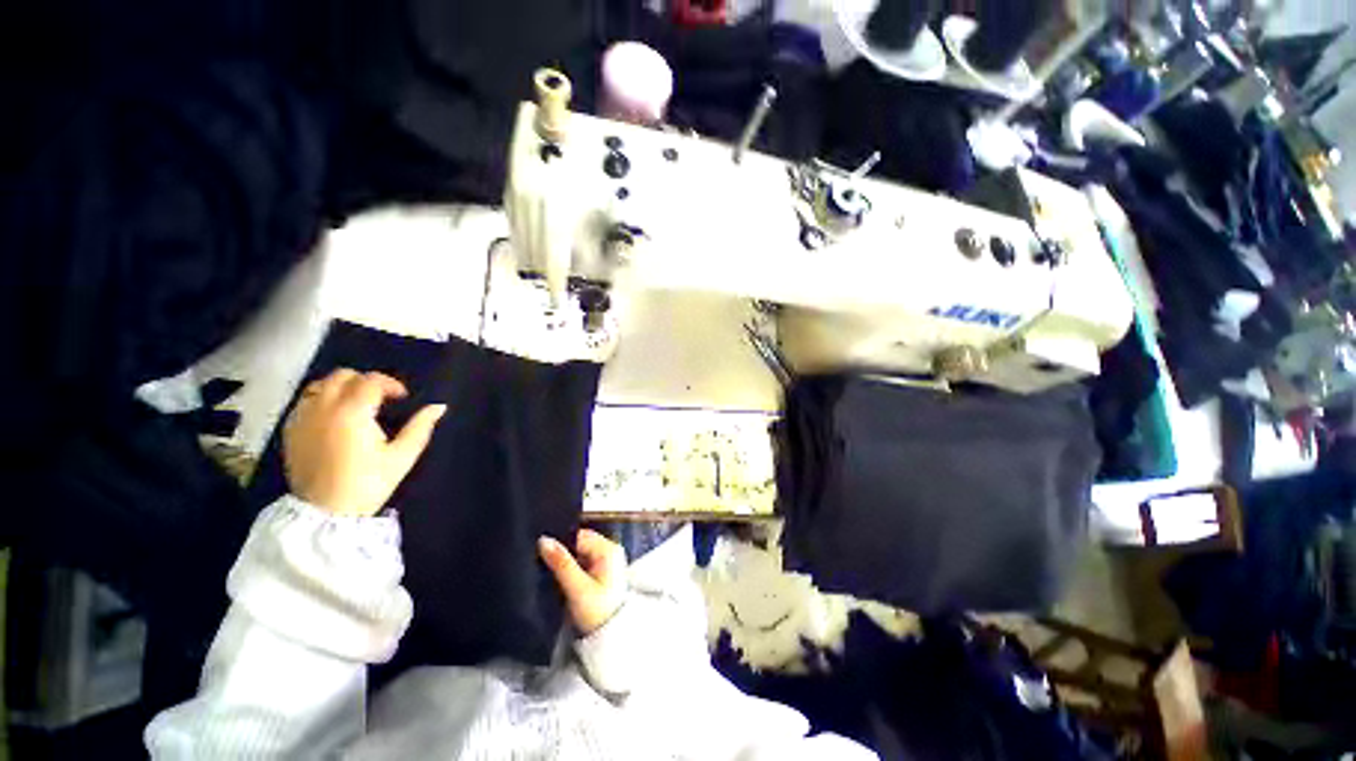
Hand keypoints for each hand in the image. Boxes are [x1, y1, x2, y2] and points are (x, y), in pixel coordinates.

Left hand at [283, 369, 445, 516]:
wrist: (326, 513)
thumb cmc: (369, 483)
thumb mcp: (402, 456)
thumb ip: (421, 427)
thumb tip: (439, 407)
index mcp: (352, 412)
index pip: (371, 380)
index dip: (391, 384)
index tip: (402, 398)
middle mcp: (323, 408)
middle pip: (342, 375)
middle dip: (365, 381)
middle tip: (381, 399)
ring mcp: (302, 418)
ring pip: (319, 385)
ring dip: (341, 387)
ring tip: (356, 405)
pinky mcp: (290, 431)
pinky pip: (304, 401)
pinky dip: (321, 400)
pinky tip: (334, 417)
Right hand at [539, 529, 627, 634]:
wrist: (612, 639)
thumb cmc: (597, 612)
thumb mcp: (577, 588)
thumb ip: (561, 563)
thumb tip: (543, 540)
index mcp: (608, 549)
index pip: (579, 535)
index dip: (561, 543)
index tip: (541, 553)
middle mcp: (611, 550)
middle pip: (580, 543)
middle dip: (563, 552)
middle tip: (543, 564)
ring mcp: (608, 561)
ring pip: (580, 553)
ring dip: (566, 562)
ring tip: (551, 573)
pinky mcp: (603, 573)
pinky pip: (584, 562)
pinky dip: (573, 569)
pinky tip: (562, 580)